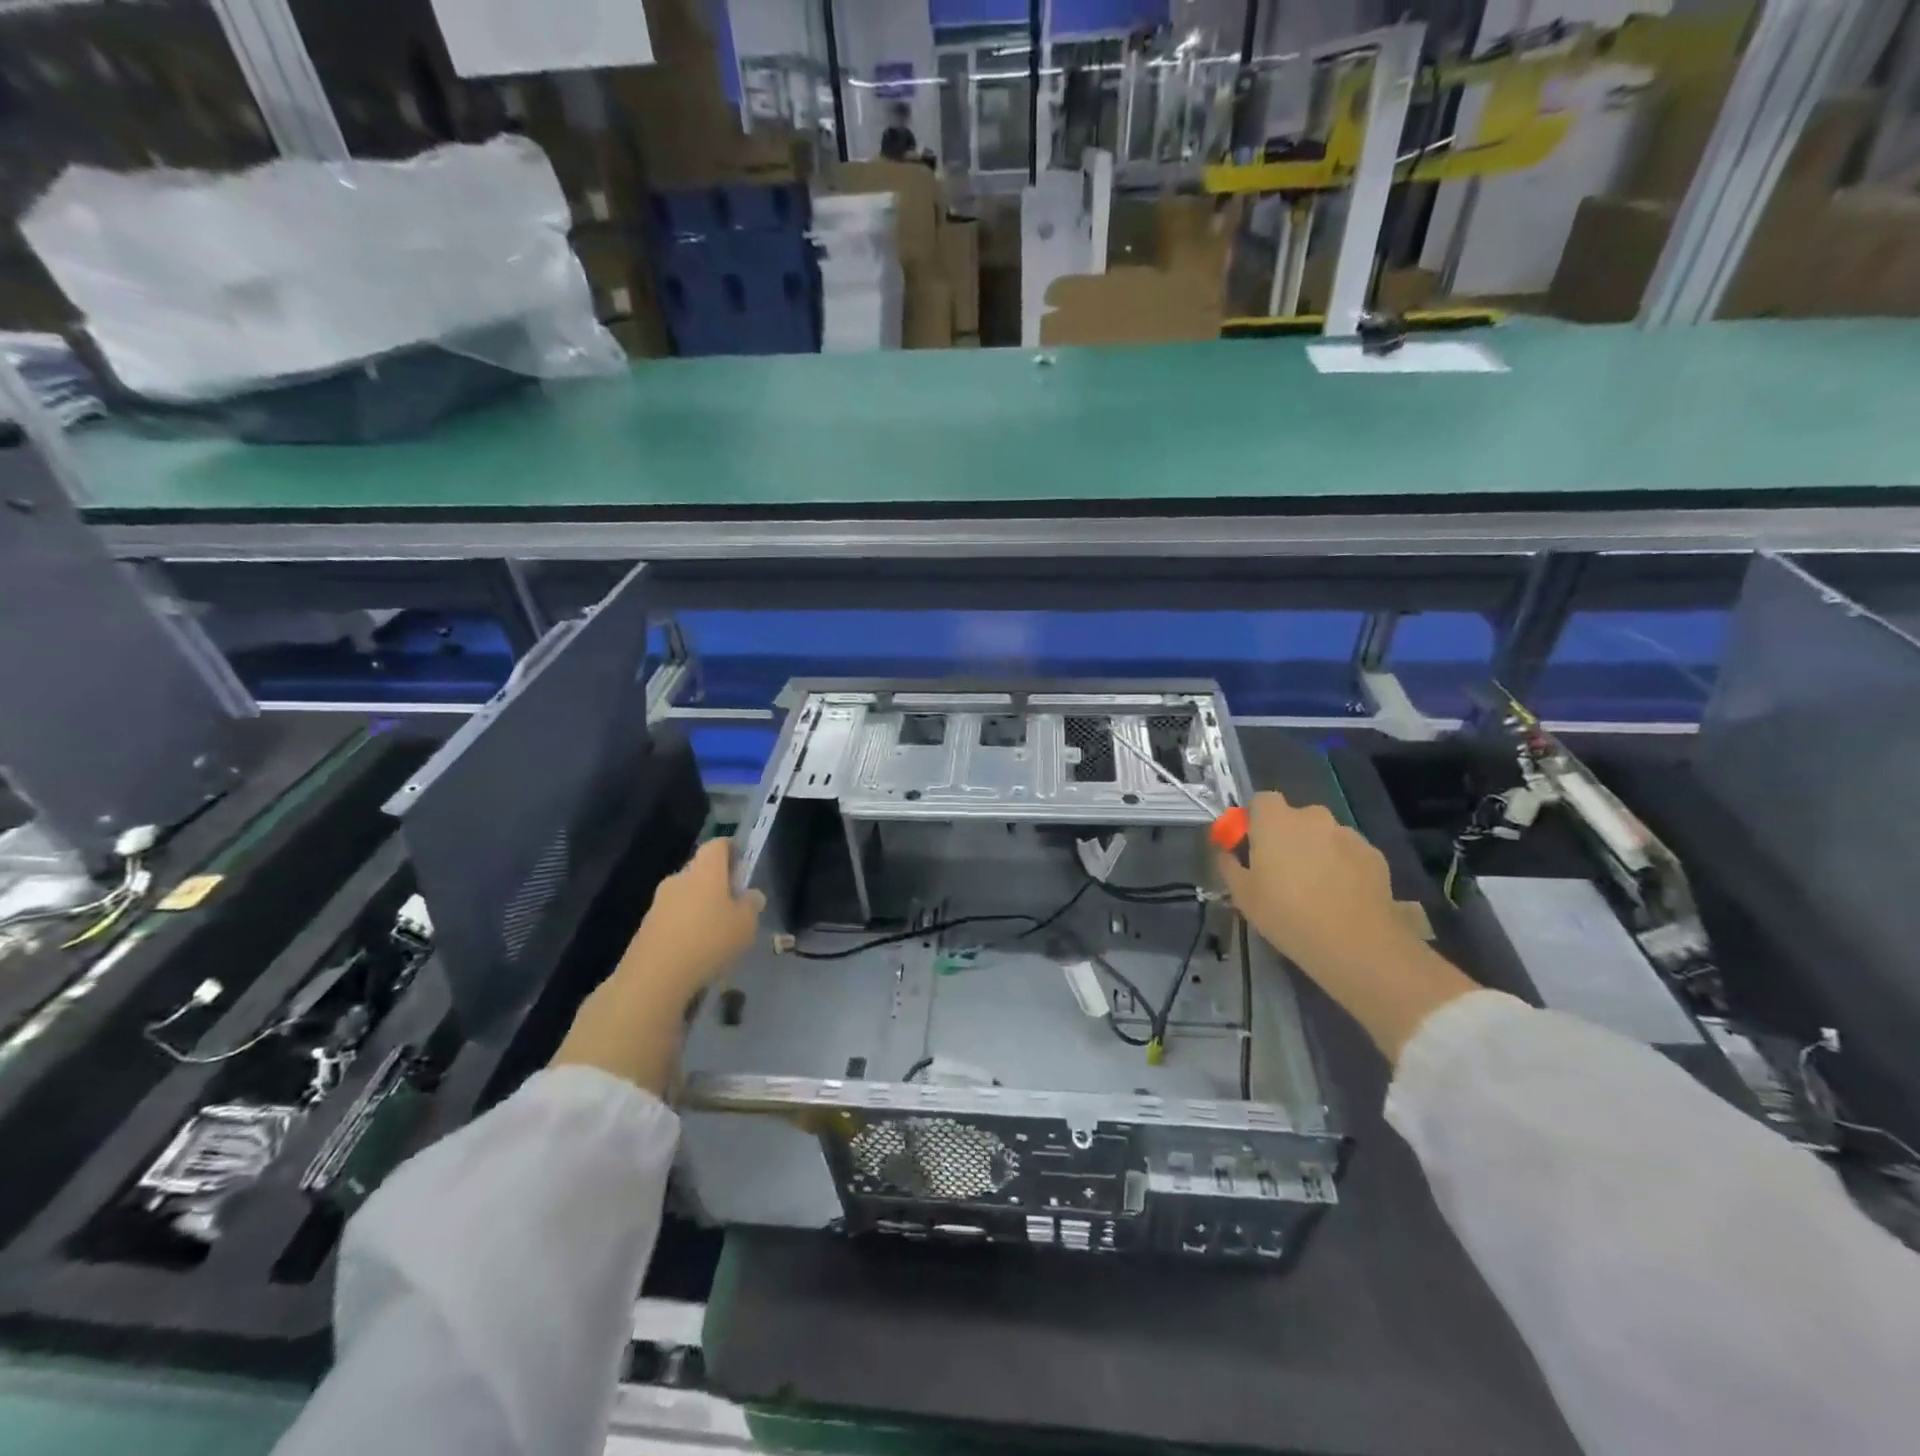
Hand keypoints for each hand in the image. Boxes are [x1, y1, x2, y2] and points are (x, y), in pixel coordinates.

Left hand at [619, 839, 765, 1002]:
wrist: (654, 977)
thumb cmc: (709, 941)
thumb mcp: (745, 925)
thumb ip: (751, 905)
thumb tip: (751, 895)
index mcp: (705, 871)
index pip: (717, 845)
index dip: (731, 849)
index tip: (742, 864)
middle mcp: (679, 879)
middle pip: (700, 870)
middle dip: (716, 882)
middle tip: (733, 904)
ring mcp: (658, 903)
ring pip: (685, 895)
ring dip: (699, 907)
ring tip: (715, 933)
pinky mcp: (646, 927)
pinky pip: (672, 918)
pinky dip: (685, 926)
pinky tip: (695, 951)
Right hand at [1217, 792, 1477, 1061]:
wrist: (1354, 943)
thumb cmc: (1286, 914)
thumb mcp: (1242, 894)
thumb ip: (1228, 865)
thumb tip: (1224, 851)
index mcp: (1275, 820)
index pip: (1261, 800)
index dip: (1255, 820)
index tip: (1252, 846)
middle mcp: (1312, 817)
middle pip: (1295, 818)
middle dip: (1288, 836)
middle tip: (1283, 870)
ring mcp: (1347, 834)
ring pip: (1324, 835)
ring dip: (1317, 851)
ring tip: (1317, 888)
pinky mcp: (1374, 854)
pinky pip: (1349, 853)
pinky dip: (1343, 866)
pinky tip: (1342, 896)